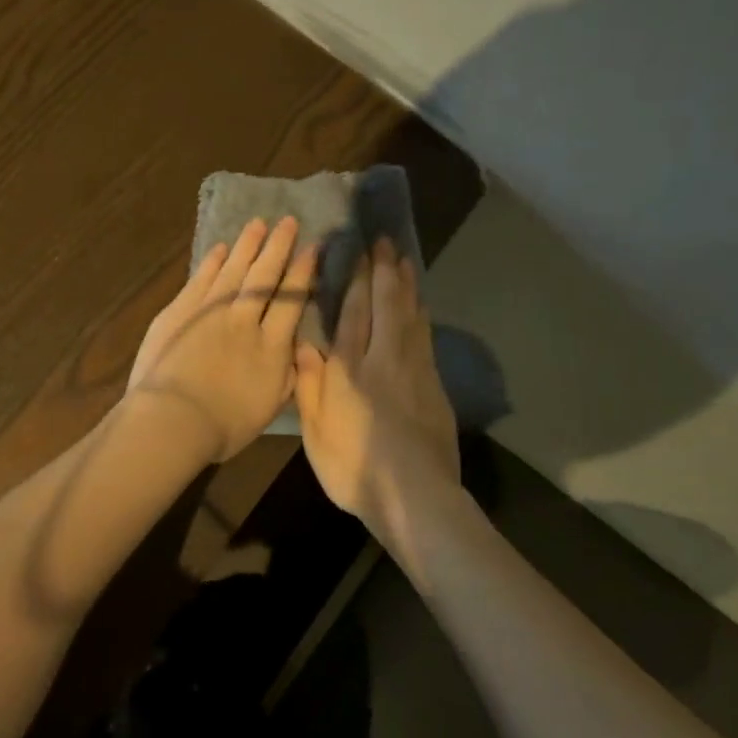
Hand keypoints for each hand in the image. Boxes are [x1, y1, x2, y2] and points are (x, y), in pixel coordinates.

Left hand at [126, 217, 316, 462]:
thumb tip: (298, 351)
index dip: (303, 273)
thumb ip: (287, 377)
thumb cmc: (223, 426)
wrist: (173, 419)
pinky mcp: (180, 311)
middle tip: (289, 221)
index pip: (292, 301)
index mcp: (271, 347)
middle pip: (265, 277)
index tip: (312, 248)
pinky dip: (212, 262)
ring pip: (233, 270)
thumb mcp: (269, 409)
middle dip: (279, 247)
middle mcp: (245, 320)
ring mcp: (210, 311)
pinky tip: (220, 249)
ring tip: (258, 224)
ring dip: (247, 245)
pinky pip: (201, 279)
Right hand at [293, 238, 459, 535]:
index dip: (356, 280)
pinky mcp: (435, 386)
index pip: (353, 313)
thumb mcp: (316, 433)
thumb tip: (303, 345)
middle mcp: (384, 359)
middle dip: (385, 271)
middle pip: (386, 305)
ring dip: (407, 286)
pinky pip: (426, 337)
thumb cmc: (354, 467)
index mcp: (349, 370)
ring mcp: (415, 370)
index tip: (359, 252)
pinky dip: (422, 314)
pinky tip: (420, 305)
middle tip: (385, 242)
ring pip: (411, 316)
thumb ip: (308, 386)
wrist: (414, 496)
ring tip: (405, 261)